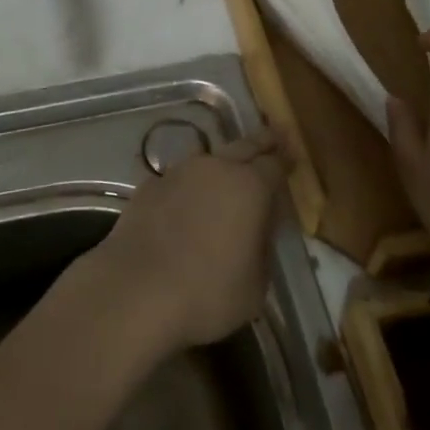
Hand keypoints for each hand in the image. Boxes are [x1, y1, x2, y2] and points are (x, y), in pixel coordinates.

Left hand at [87, 135, 284, 351]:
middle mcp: (216, 168)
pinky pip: (180, 176)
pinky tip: (189, 199)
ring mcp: (179, 172)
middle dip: (261, 141)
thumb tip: (258, 229)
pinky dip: (191, 183)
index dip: (286, 161)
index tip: (293, 155)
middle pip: (244, 145)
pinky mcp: (150, 184)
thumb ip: (263, 248)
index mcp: (250, 187)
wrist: (136, 289)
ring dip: (223, 161)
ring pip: (210, 157)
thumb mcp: (256, 285)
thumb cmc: (207, 293)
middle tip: (274, 135)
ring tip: (230, 170)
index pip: (275, 165)